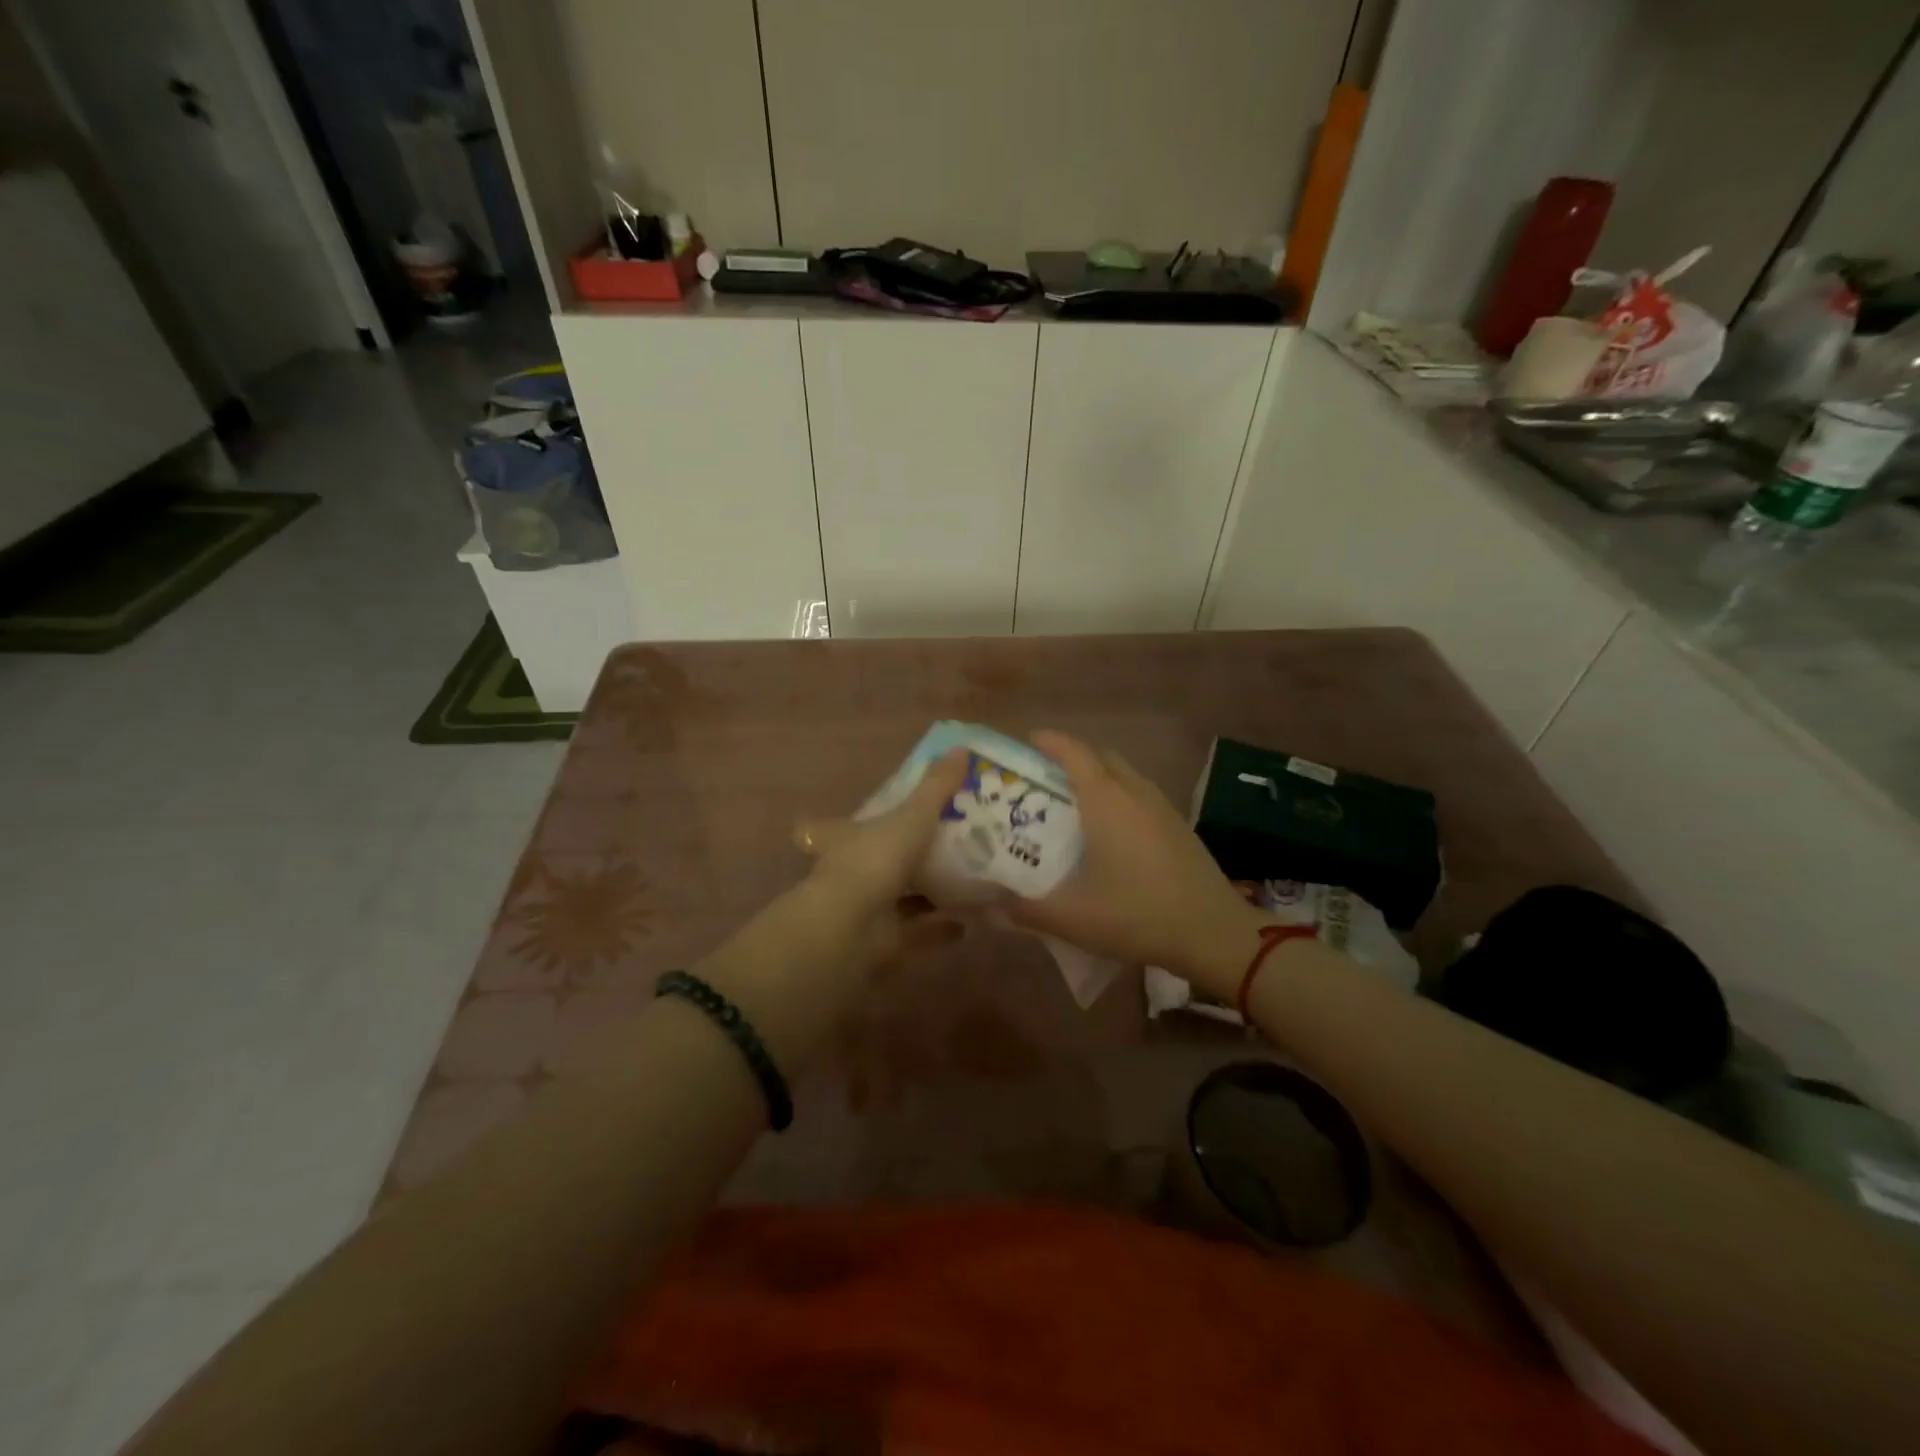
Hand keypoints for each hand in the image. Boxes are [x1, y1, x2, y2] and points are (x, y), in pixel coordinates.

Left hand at [791, 748, 969, 965]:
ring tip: (964, 882)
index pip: (837, 825)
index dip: (852, 820)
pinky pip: (916, 931)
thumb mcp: (912, 816)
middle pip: (875, 861)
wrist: (851, 928)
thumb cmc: (875, 860)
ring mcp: (864, 909)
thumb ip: (937, 787)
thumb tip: (961, 749)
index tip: (872, 816)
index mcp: (847, 838)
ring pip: (898, 896)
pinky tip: (968, 922)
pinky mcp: (881, 942)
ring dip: (927, 892)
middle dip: (904, 856)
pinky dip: (940, 928)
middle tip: (945, 847)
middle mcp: (851, 872)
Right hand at [1007, 731, 1265, 992]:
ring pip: (1123, 774)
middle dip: (1071, 757)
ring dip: (1097, 776)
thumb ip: (1025, 909)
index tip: (1026, 742)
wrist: (1214, 932)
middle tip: (1043, 779)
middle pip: (1099, 756)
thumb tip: (989, 903)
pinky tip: (1110, 830)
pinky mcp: (1177, 824)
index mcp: (1105, 800)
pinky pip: (1139, 793)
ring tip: (1072, 803)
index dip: (1048, 742)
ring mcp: (1161, 806)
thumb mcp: (1072, 918)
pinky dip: (1118, 795)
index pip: (1073, 752)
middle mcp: (1134, 791)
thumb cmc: (1138, 915)